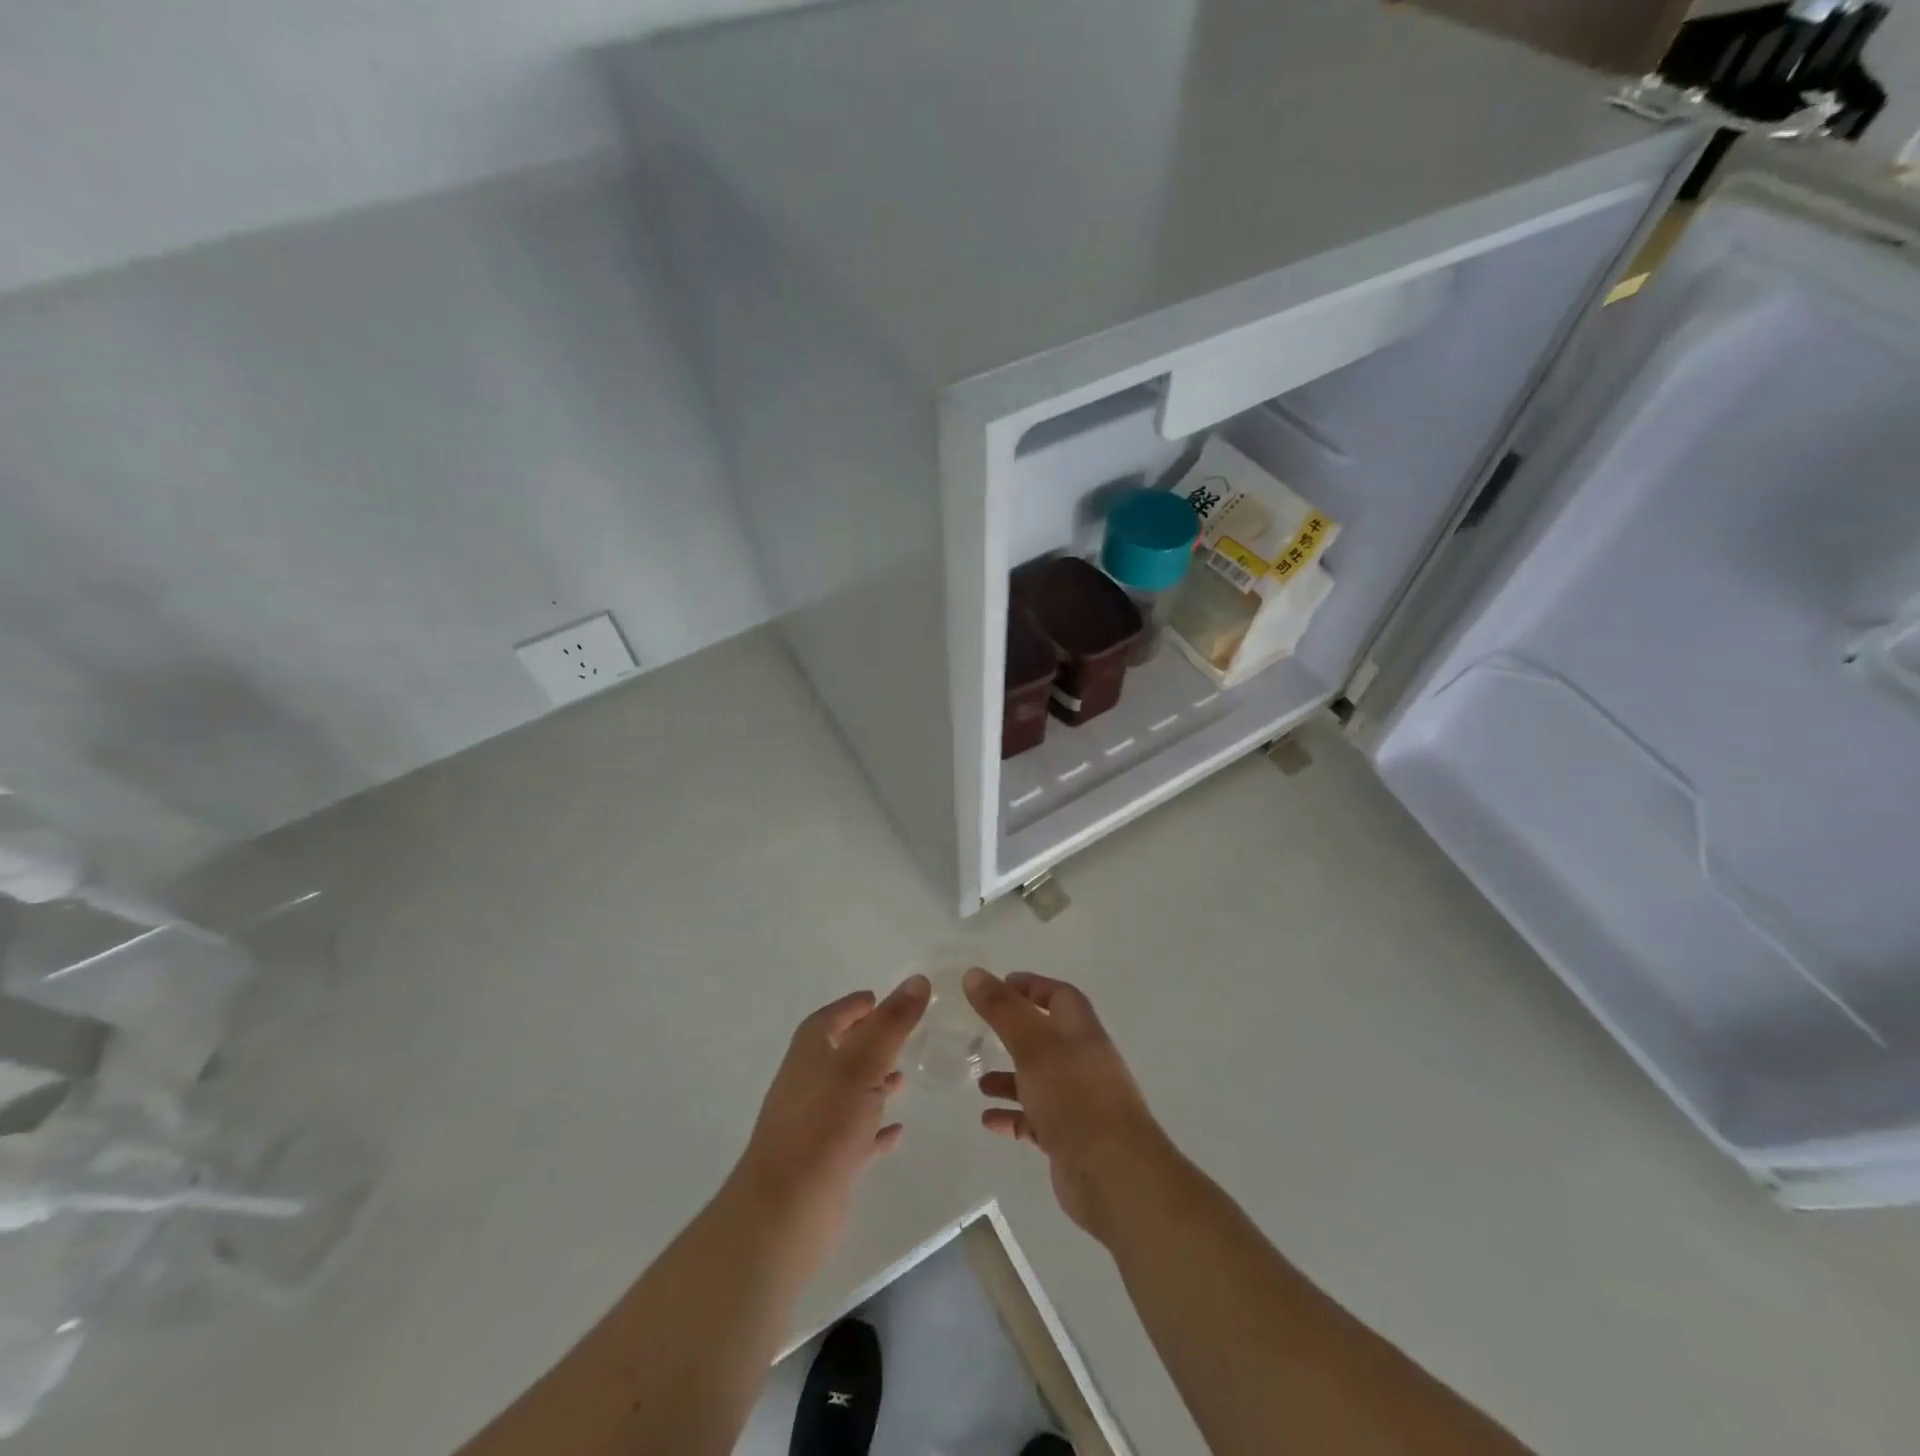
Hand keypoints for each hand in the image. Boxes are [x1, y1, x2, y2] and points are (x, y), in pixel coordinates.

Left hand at [729, 975, 929, 1265]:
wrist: (786, 1212)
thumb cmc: (824, 1126)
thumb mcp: (863, 1065)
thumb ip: (891, 1024)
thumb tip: (917, 980)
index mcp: (808, 1056)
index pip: (828, 1020)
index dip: (851, 1007)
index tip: (876, 998)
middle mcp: (806, 1086)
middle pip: (837, 1055)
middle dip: (866, 1043)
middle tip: (899, 1036)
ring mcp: (813, 1127)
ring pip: (847, 1096)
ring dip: (872, 1084)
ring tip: (904, 1079)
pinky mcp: (824, 1165)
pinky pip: (854, 1137)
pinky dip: (874, 1129)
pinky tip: (897, 1130)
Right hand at [964, 967, 1167, 1243]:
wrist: (1114, 1174)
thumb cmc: (1073, 1096)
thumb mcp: (1032, 1045)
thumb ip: (1002, 1009)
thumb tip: (974, 973)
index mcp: (1081, 1032)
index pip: (1059, 996)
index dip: (1032, 987)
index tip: (999, 985)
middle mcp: (1083, 1061)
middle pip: (1047, 1037)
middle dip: (1015, 1034)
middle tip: (981, 1032)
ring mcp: (1078, 1101)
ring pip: (1039, 1080)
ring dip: (1010, 1079)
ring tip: (979, 1083)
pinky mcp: (1070, 1137)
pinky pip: (1036, 1119)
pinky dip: (1013, 1116)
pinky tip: (989, 1121)